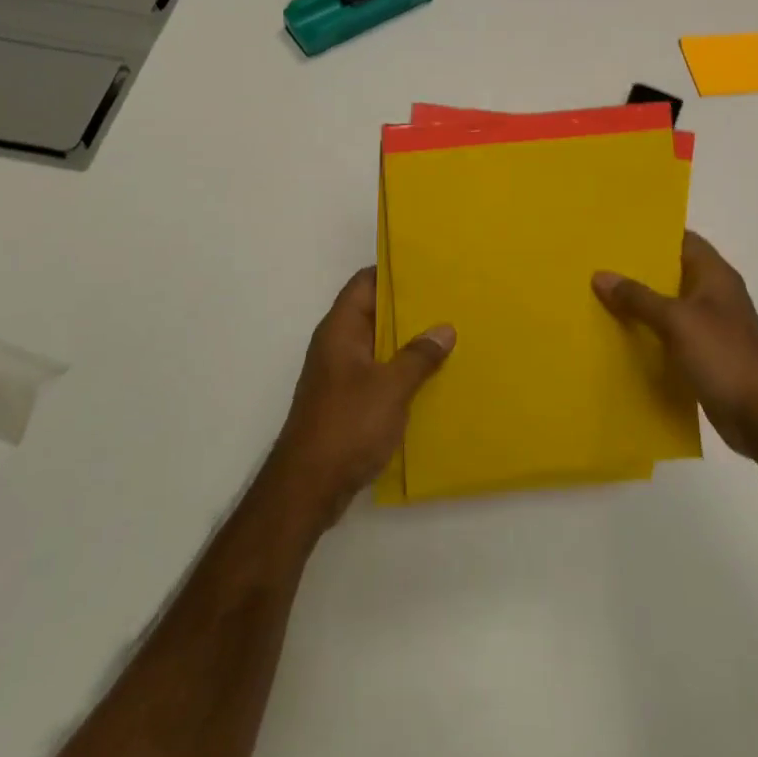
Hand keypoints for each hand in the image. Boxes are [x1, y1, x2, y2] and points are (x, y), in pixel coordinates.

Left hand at [268, 267, 455, 532]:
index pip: (365, 283)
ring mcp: (340, 374)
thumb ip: (418, 356)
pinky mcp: (346, 401)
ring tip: (448, 336)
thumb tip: (444, 329)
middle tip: (449, 302)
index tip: (429, 269)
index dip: (393, 272)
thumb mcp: (391, 388)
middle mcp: (337, 345)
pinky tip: (430, 378)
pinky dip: (400, 370)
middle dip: (409, 308)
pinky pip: (377, 373)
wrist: (308, 487)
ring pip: (378, 345)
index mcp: (340, 329)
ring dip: (407, 342)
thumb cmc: (347, 426)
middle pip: (373, 312)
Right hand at [594, 231, 757, 464]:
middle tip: (600, 262)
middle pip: (673, 271)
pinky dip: (650, 330)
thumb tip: (600, 275)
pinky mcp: (705, 353)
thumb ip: (638, 297)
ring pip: (669, 303)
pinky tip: (620, 332)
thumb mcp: (676, 321)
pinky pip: (671, 332)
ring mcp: (711, 325)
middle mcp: (714, 294)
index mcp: (715, 275)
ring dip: (641, 301)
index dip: (653, 234)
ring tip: (600, 294)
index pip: (683, 239)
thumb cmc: (723, 355)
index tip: (618, 232)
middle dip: (639, 268)